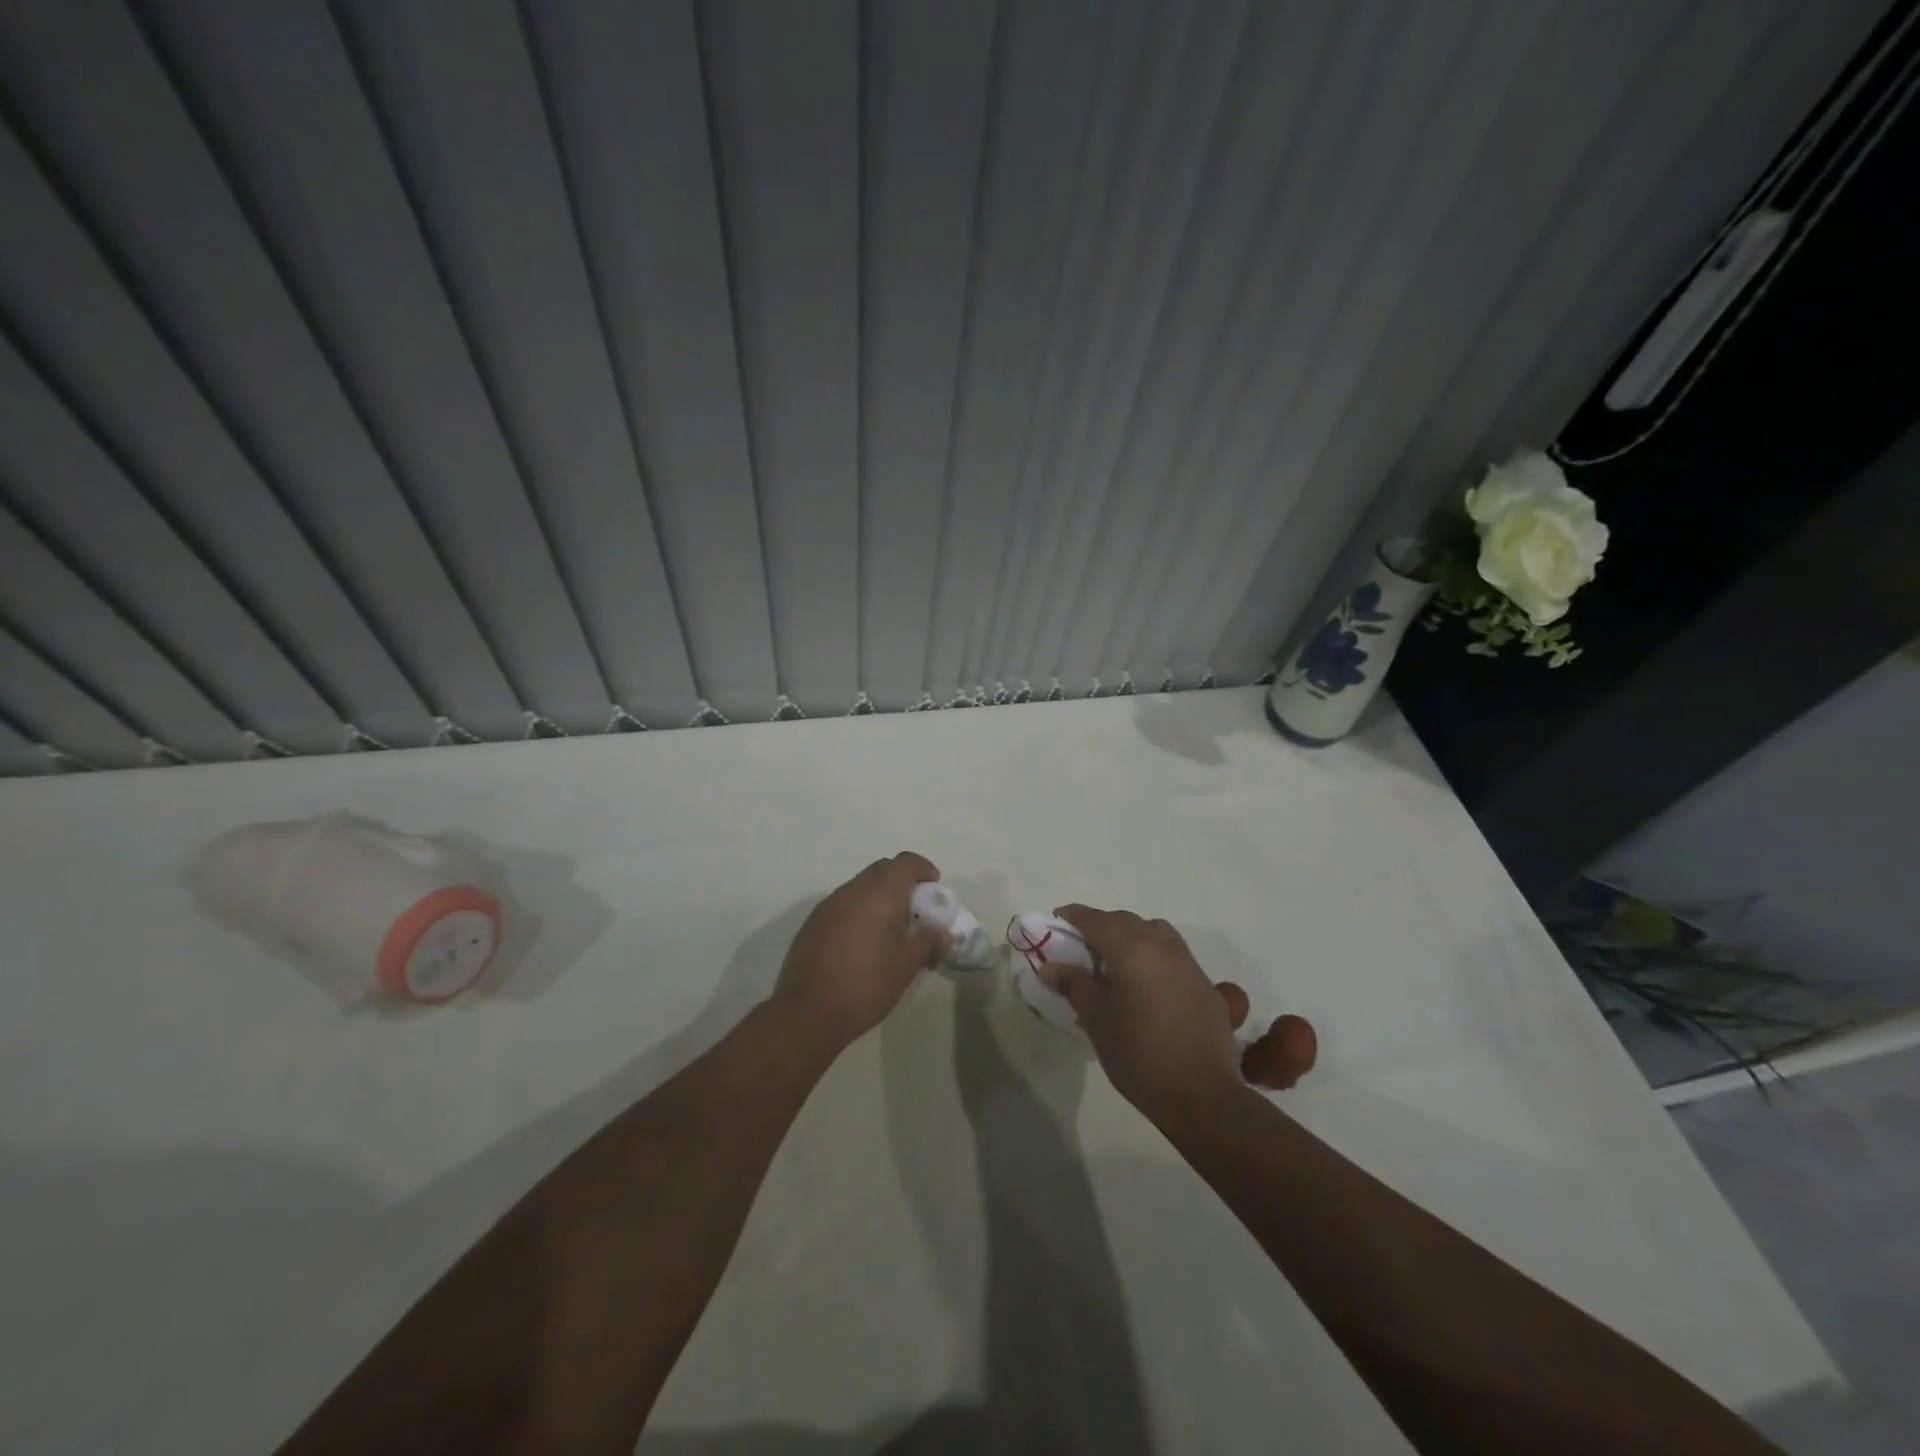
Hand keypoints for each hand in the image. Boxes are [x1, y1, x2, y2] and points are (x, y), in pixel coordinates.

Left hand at [773, 853, 946, 1047]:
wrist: (808, 1012)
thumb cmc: (867, 984)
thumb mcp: (907, 965)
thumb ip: (928, 941)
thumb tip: (943, 932)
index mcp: (879, 893)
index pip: (905, 862)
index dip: (923, 869)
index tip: (934, 889)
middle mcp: (852, 890)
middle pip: (882, 870)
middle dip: (903, 883)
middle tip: (916, 911)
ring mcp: (828, 905)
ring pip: (861, 887)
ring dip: (879, 898)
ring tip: (891, 930)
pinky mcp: (813, 923)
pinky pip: (843, 905)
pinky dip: (859, 912)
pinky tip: (863, 943)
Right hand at [1048, 905, 1242, 1122]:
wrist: (1200, 1094)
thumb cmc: (1138, 1053)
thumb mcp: (1096, 1018)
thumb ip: (1073, 985)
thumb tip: (1050, 966)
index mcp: (1132, 948)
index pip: (1097, 920)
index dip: (1075, 916)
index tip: (1058, 918)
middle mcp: (1163, 946)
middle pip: (1126, 922)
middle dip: (1102, 926)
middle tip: (1082, 946)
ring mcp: (1188, 964)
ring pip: (1155, 933)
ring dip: (1132, 937)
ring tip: (1115, 962)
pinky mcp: (1205, 986)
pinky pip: (1173, 956)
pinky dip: (1154, 958)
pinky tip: (1146, 987)